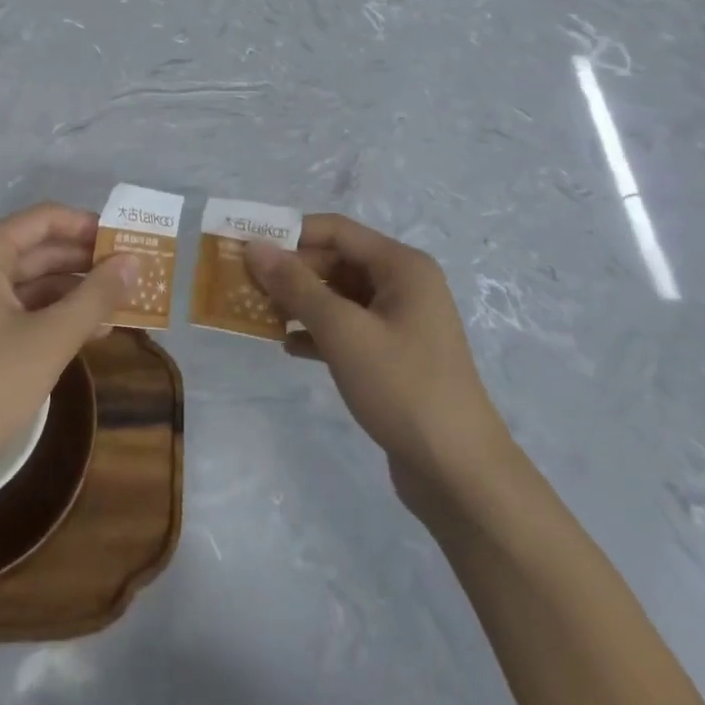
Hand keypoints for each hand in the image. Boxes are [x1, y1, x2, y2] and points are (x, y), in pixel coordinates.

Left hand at [0, 204, 132, 508]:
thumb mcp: (49, 340)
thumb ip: (95, 297)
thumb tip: (133, 260)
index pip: (46, 220)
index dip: (90, 226)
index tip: (131, 240)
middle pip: (39, 249)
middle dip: (87, 262)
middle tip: (135, 273)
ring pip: (31, 284)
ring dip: (75, 293)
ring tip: (123, 305)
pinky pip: (18, 311)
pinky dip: (52, 317)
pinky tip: (89, 333)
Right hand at [244, 215, 511, 525]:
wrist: (459, 473)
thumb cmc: (403, 387)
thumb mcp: (343, 331)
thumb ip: (296, 286)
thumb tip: (255, 246)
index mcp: (401, 266)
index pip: (336, 231)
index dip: (289, 233)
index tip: (246, 246)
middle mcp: (403, 285)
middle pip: (336, 262)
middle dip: (291, 272)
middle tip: (245, 285)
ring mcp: (400, 322)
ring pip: (339, 297)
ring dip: (300, 303)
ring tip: (258, 314)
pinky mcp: (393, 356)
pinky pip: (347, 329)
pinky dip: (317, 332)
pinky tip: (288, 346)